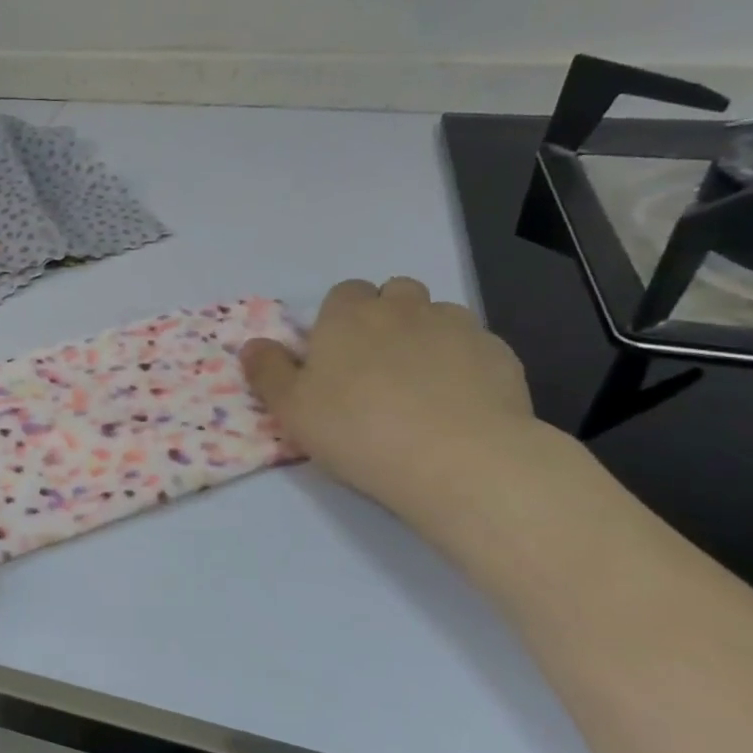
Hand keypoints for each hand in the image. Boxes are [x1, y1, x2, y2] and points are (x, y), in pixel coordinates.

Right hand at [241, 277, 538, 515]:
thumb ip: (267, 372)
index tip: (337, 355)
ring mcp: (458, 327)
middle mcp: (404, 309)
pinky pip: (476, 348)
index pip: (345, 293)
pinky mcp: (500, 355)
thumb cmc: (357, 430)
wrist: (458, 459)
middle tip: (377, 366)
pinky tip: (459, 403)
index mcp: (349, 316)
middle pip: (396, 293)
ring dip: (427, 336)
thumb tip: (252, 345)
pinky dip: (464, 364)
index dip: (340, 319)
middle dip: (387, 317)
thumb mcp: (291, 409)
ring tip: (421, 385)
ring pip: (439, 316)